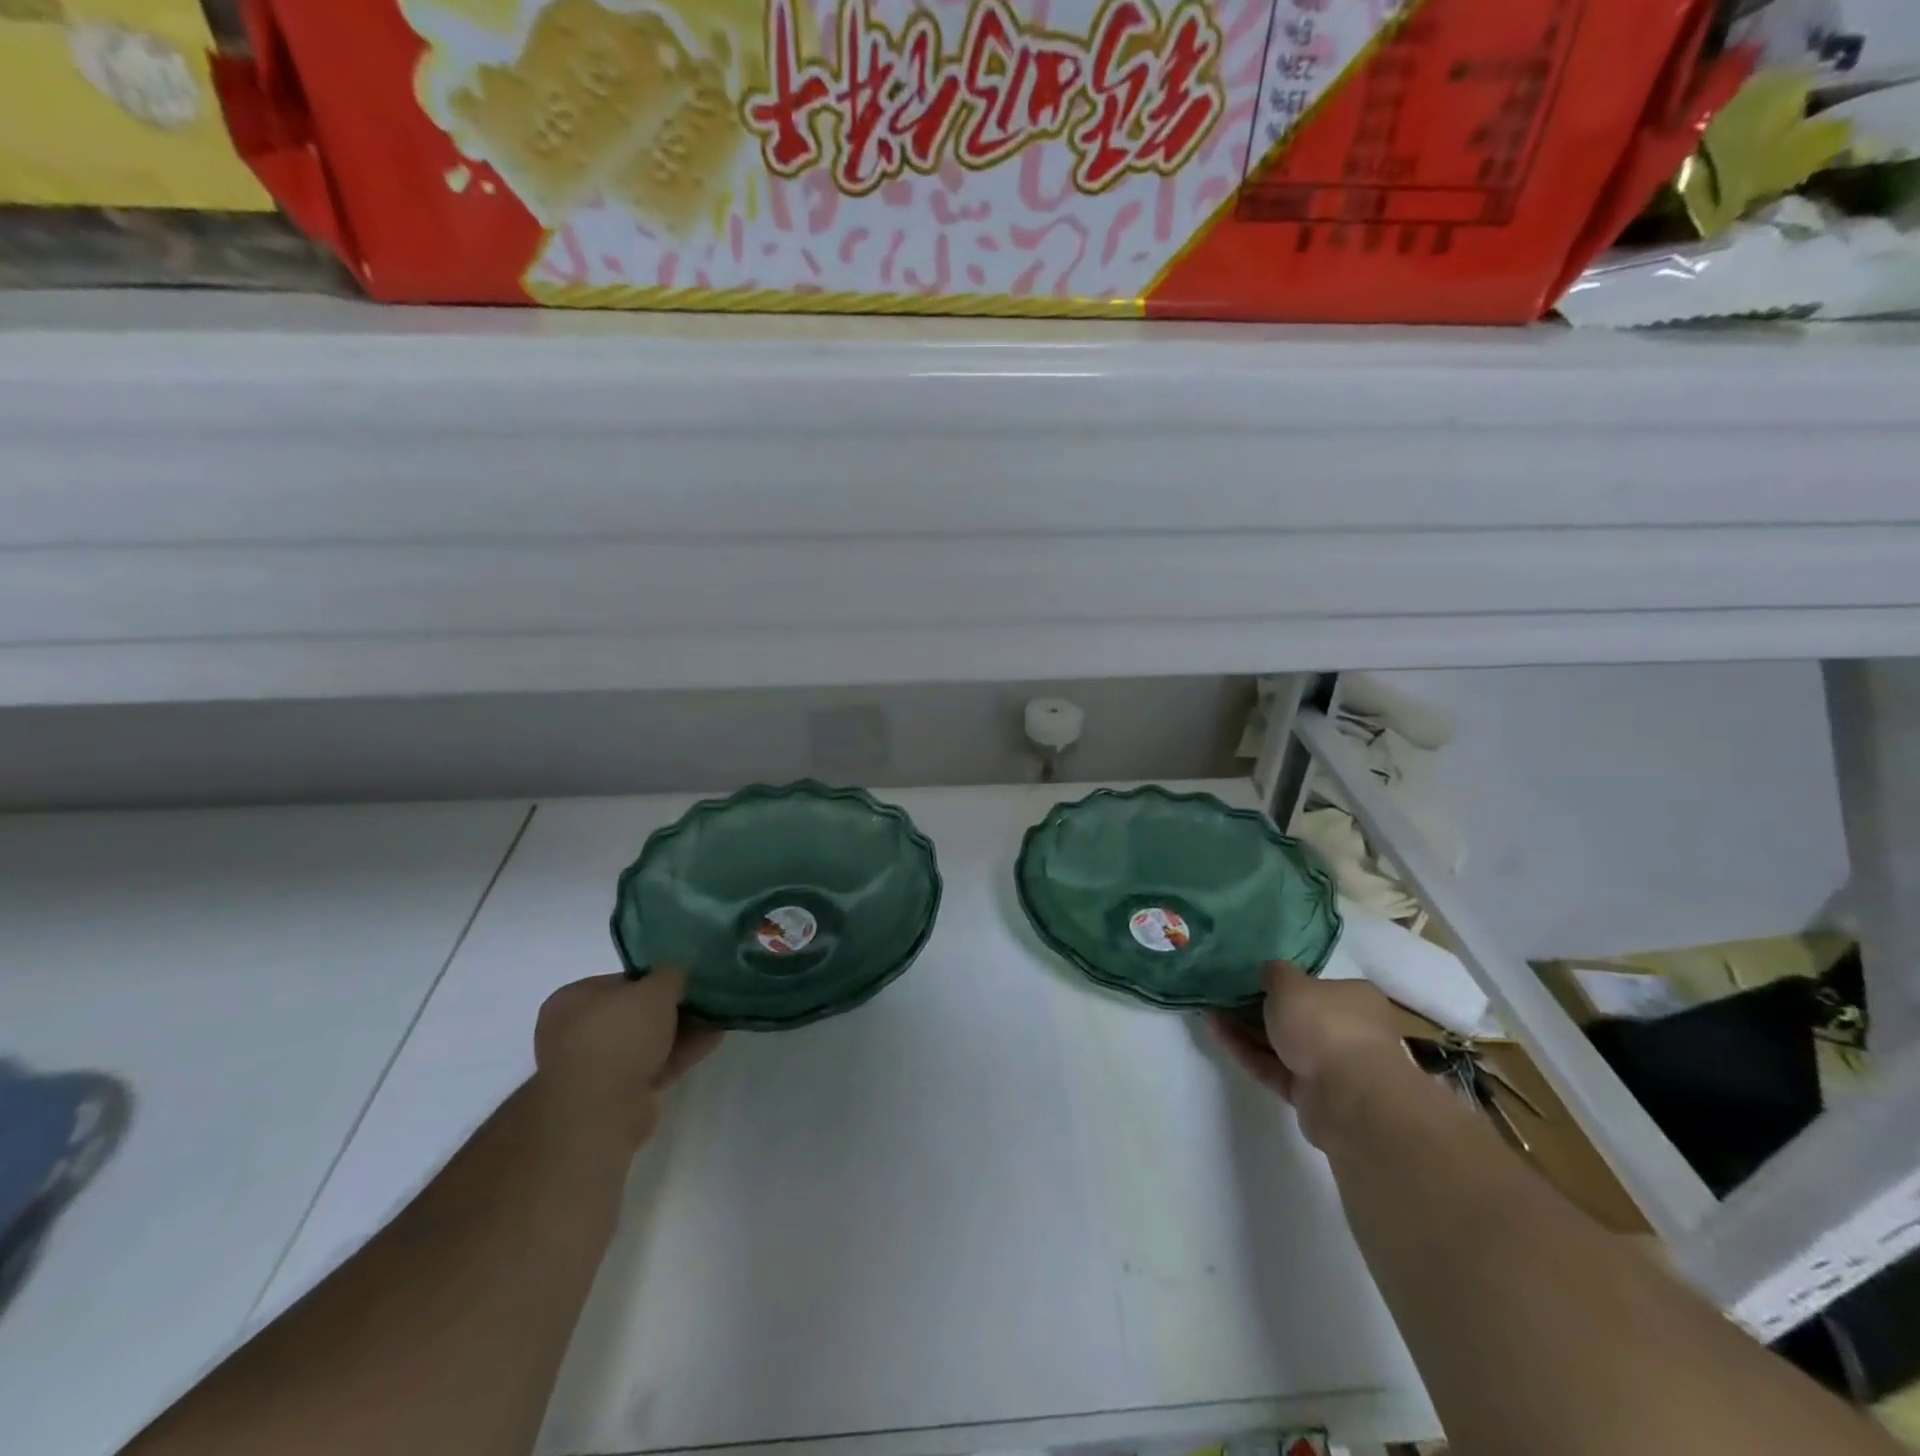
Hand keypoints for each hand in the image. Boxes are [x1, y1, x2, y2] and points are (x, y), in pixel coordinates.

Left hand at [533, 970, 723, 1151]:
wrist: (602, 1109)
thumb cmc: (619, 1034)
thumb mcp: (654, 989)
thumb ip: (671, 974)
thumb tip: (678, 970)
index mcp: (572, 1001)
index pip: (620, 981)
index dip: (654, 977)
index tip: (683, 977)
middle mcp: (578, 1033)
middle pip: (635, 1013)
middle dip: (671, 1006)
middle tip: (704, 996)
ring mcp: (598, 1067)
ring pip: (648, 1040)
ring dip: (682, 1029)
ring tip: (718, 1015)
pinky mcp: (620, 1094)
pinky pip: (656, 1064)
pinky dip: (682, 1052)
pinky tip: (714, 1038)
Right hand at [1207, 961, 1410, 1146]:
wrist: (1348, 1097)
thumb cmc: (1325, 1025)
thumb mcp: (1290, 983)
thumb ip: (1275, 973)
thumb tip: (1270, 974)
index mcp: (1355, 999)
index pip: (1318, 986)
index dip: (1285, 982)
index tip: (1252, 978)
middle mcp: (1348, 1031)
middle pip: (1297, 1016)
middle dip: (1259, 1007)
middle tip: (1224, 995)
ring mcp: (1330, 1065)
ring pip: (1281, 1043)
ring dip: (1246, 1029)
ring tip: (1210, 1012)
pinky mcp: (1310, 1094)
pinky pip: (1272, 1067)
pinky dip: (1246, 1051)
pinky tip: (1215, 1033)